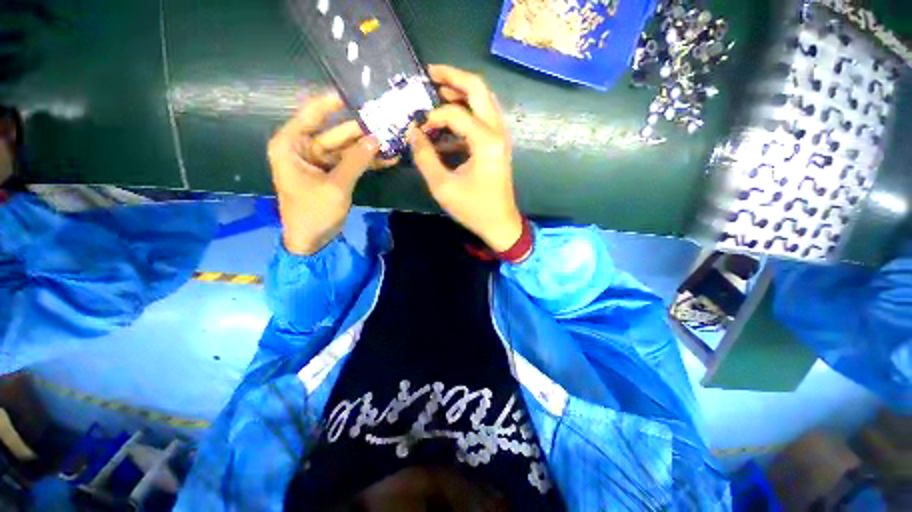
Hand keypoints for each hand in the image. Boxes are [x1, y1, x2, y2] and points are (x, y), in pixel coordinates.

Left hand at [268, 93, 382, 254]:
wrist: (311, 241)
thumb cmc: (314, 212)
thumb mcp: (336, 186)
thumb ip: (356, 161)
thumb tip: (376, 139)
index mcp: (291, 144)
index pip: (312, 114)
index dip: (333, 102)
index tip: (355, 91)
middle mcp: (303, 148)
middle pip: (335, 133)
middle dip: (361, 130)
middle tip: (384, 121)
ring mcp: (319, 162)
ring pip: (346, 149)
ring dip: (368, 148)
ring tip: (392, 140)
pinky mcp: (331, 175)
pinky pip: (350, 163)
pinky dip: (366, 163)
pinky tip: (387, 159)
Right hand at [408, 65, 522, 251]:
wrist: (500, 224)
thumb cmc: (474, 209)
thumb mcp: (443, 187)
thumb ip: (425, 157)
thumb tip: (411, 132)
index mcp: (486, 141)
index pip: (455, 114)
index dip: (432, 117)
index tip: (417, 130)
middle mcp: (497, 132)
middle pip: (478, 88)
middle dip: (453, 77)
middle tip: (430, 74)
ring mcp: (500, 137)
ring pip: (483, 101)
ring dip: (460, 93)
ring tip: (437, 92)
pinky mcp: (497, 145)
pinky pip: (482, 119)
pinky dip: (466, 115)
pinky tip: (448, 126)